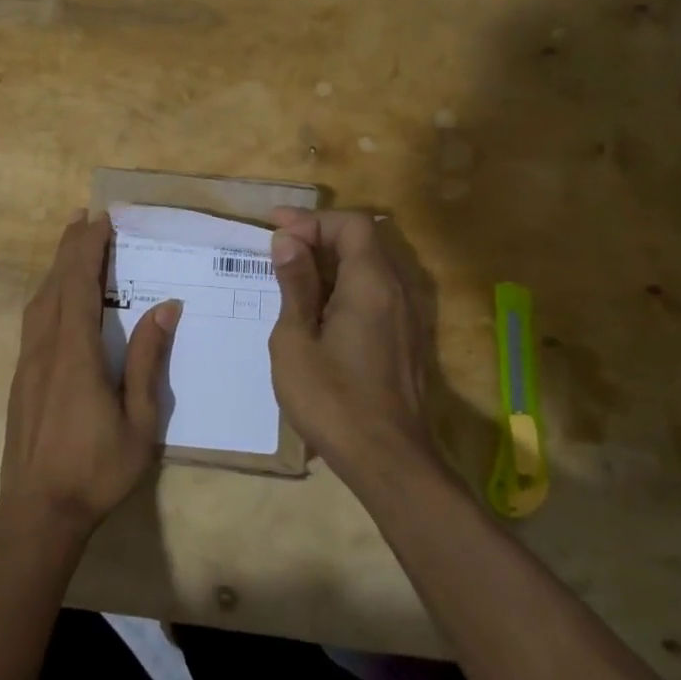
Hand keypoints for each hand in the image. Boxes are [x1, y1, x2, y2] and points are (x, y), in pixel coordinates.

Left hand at [0, 211, 179, 542]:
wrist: (38, 512)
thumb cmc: (96, 470)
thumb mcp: (139, 421)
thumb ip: (147, 361)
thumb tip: (165, 307)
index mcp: (75, 354)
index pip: (80, 286)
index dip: (89, 249)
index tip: (102, 220)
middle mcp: (45, 349)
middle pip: (55, 285)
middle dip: (70, 247)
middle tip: (85, 218)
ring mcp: (27, 363)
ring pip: (38, 302)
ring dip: (56, 268)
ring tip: (72, 247)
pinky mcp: (20, 378)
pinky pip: (33, 321)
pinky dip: (48, 295)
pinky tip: (58, 299)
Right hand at [267, 208, 433, 484]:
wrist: (386, 459)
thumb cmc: (332, 399)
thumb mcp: (296, 339)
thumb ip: (295, 285)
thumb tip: (288, 241)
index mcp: (371, 283)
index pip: (351, 224)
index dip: (312, 220)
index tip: (275, 229)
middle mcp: (397, 291)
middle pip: (364, 241)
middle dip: (319, 236)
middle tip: (278, 247)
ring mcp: (406, 317)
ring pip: (370, 267)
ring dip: (331, 262)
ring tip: (290, 276)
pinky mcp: (404, 339)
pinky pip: (375, 293)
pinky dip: (343, 286)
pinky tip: (315, 309)